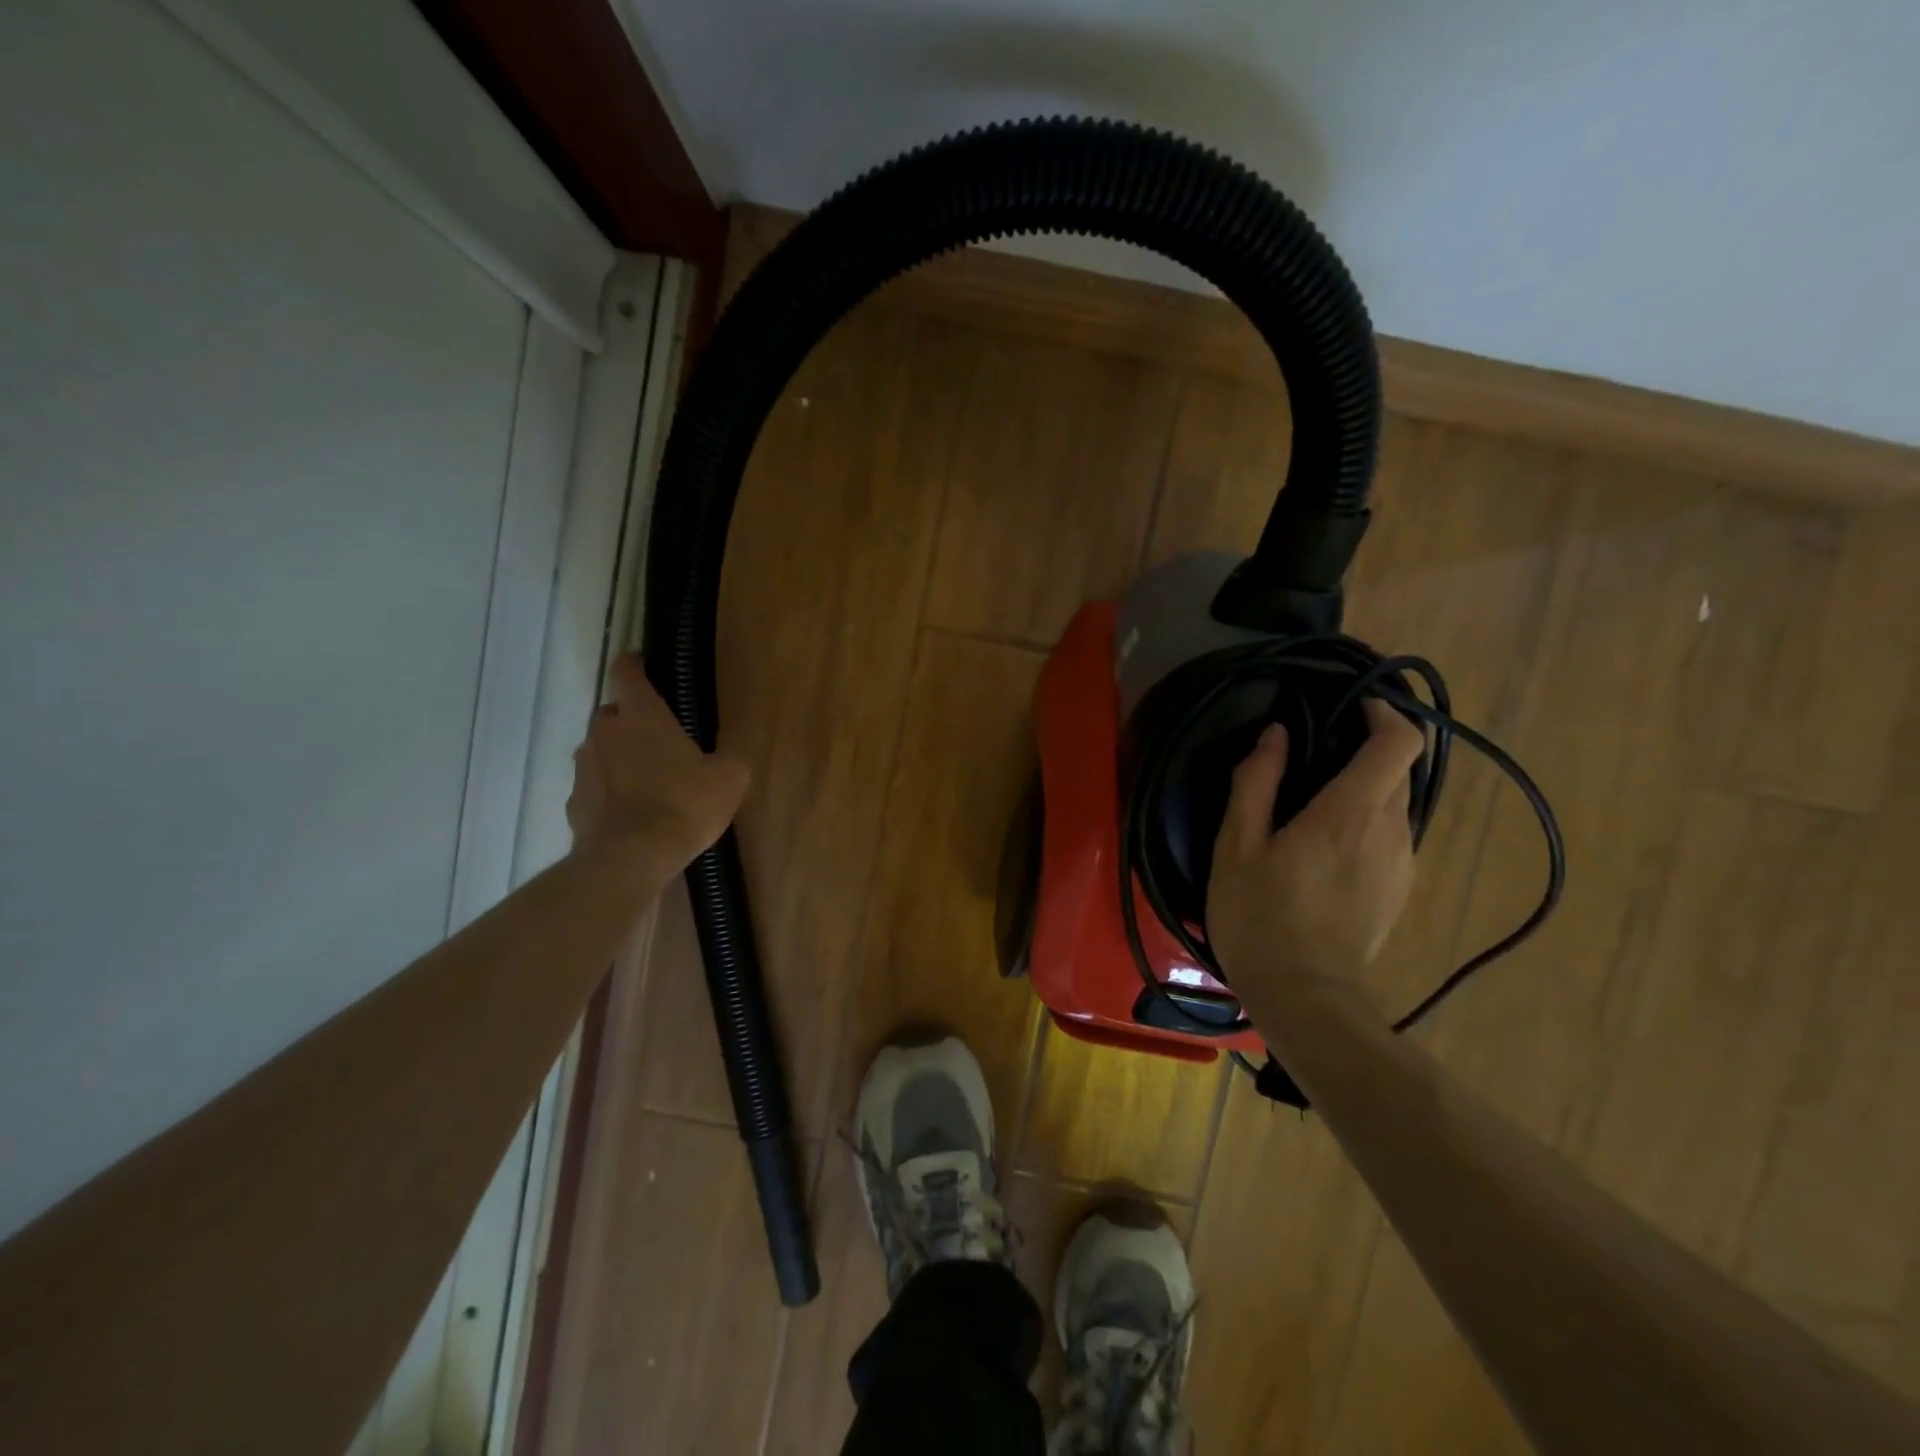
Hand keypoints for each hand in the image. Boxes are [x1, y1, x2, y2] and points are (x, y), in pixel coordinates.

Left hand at [566, 656, 749, 870]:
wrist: (632, 857)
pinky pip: (594, 787)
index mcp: (642, 714)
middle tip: (661, 742)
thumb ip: (730, 756)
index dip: (636, 666)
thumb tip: (731, 751)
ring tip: (648, 782)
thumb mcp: (729, 778)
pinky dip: (608, 792)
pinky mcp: (574, 802)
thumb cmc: (685, 804)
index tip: (646, 668)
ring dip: (619, 757)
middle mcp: (605, 731)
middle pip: (613, 713)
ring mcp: (583, 767)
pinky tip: (631, 813)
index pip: (627, 671)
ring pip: (601, 749)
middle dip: (632, 721)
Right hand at [1207, 700, 1425, 996]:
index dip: (1384, 713)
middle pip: (1397, 770)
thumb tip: (1276, 735)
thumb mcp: (1237, 847)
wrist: (1306, 999)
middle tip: (1312, 756)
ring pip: (1394, 805)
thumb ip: (1257, 783)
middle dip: (1364, 751)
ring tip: (1311, 807)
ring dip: (1362, 791)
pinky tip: (1323, 851)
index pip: (1399, 743)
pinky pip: (1390, 837)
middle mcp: (1391, 831)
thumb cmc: (1260, 917)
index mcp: (1350, 812)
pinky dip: (1365, 824)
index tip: (1350, 705)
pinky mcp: (1399, 890)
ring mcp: (1402, 864)